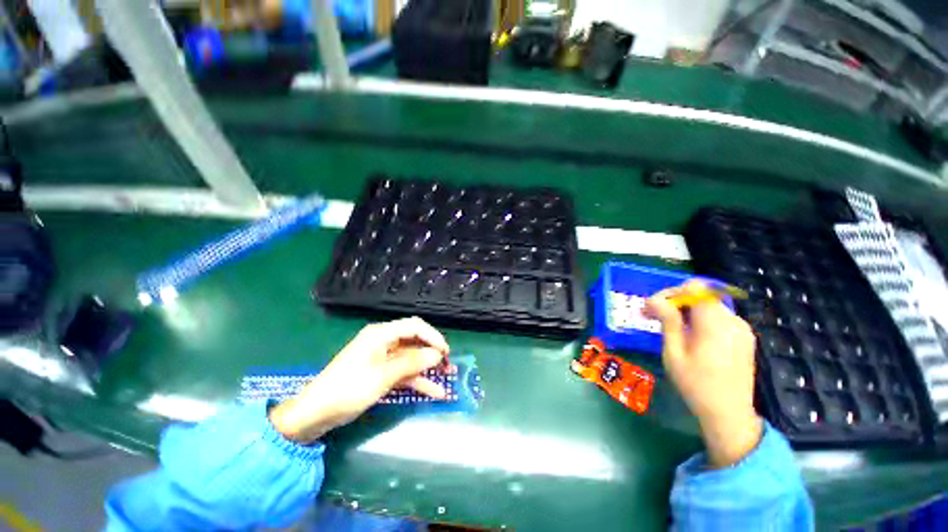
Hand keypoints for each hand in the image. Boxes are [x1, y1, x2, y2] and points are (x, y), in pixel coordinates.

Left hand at [269, 317, 449, 442]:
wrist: (316, 414)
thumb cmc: (348, 389)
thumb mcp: (383, 376)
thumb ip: (412, 362)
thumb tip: (437, 354)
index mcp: (382, 334)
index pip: (415, 326)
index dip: (433, 337)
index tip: (446, 352)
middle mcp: (384, 341)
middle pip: (414, 341)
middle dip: (432, 351)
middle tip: (448, 364)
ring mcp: (382, 357)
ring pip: (411, 358)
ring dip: (428, 368)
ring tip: (447, 377)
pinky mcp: (381, 372)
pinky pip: (403, 372)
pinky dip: (417, 380)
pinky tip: (434, 391)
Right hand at [645, 281, 762, 467]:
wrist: (729, 415)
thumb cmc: (696, 385)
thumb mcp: (674, 353)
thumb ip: (668, 321)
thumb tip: (653, 299)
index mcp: (716, 323)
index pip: (694, 288)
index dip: (671, 293)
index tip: (653, 308)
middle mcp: (733, 320)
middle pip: (700, 295)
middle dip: (674, 301)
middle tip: (652, 315)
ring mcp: (741, 328)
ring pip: (707, 305)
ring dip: (684, 311)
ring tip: (667, 327)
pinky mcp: (743, 337)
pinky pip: (717, 317)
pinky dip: (698, 319)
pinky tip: (687, 335)